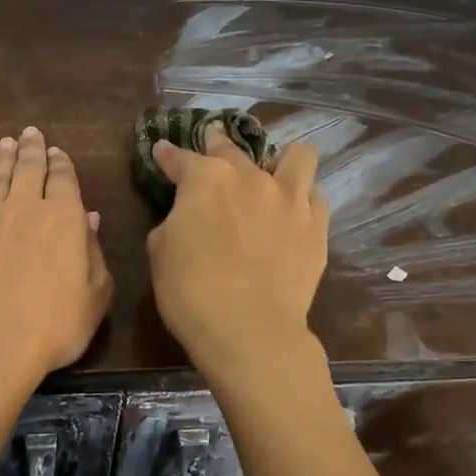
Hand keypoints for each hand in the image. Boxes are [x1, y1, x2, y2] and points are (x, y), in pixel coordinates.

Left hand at [0, 126, 113, 383]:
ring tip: (6, 142)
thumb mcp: (94, 297)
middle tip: (30, 133)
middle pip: (29, 169)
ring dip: (4, 157)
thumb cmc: (53, 327)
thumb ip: (94, 254)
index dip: (61, 164)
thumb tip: (90, 220)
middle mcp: (26, 207)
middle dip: (32, 149)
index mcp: (65, 219)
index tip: (57, 152)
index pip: (64, 180)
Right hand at [147, 126, 328, 369]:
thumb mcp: (160, 251)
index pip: (179, 158)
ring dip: (281, 161)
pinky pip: (316, 198)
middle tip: (212, 151)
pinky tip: (293, 213)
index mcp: (205, 179)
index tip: (161, 152)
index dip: (167, 155)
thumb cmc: (190, 291)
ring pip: (297, 157)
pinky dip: (302, 200)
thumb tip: (186, 216)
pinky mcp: (316, 227)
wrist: (248, 329)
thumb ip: (174, 221)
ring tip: (274, 174)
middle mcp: (250, 177)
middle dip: (217, 145)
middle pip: (232, 149)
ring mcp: (289, 199)